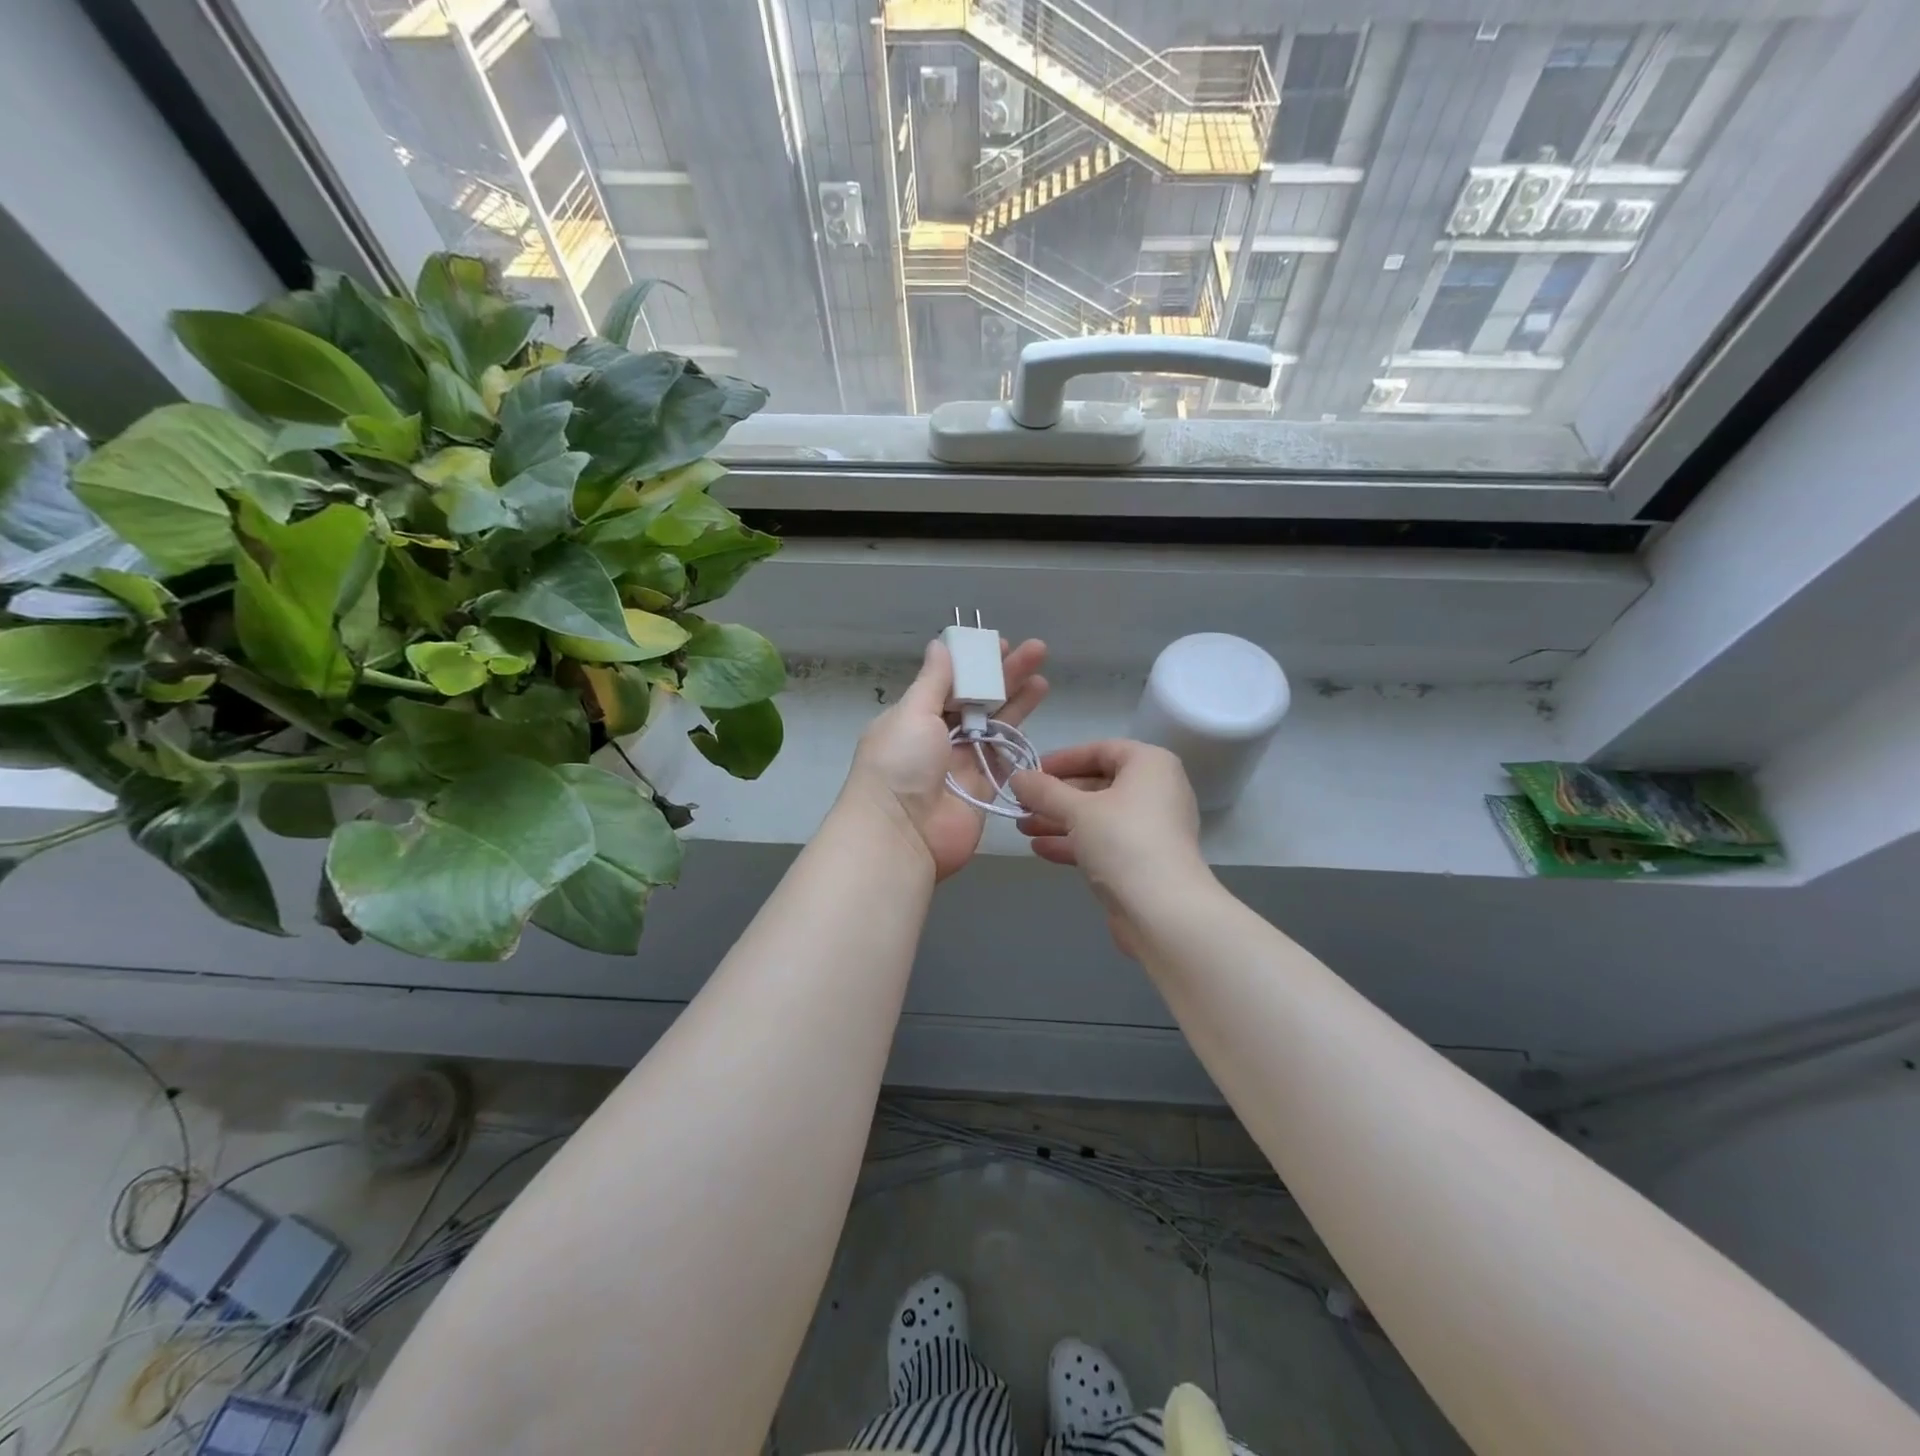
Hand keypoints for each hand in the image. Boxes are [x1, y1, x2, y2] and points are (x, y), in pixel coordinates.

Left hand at [841, 637, 1047, 880]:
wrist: (902, 835)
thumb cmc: (900, 765)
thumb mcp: (912, 713)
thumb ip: (933, 681)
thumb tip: (939, 644)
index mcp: (915, 716)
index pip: (950, 682)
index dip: (975, 663)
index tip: (999, 644)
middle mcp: (939, 737)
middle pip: (977, 700)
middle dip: (1005, 675)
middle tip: (1036, 650)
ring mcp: (963, 763)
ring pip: (995, 725)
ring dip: (1018, 701)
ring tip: (1043, 677)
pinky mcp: (984, 787)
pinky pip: (1005, 757)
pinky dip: (1020, 737)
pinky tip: (1036, 723)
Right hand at [1010, 740, 1205, 920]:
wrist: (1163, 911)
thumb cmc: (1123, 842)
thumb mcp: (1077, 810)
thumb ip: (1044, 791)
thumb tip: (1016, 776)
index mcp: (1150, 765)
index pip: (1100, 750)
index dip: (1062, 759)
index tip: (1030, 772)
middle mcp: (1155, 791)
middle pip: (1097, 784)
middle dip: (1055, 796)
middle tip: (1021, 803)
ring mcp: (1151, 828)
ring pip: (1097, 816)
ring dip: (1059, 820)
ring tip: (1022, 827)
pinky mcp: (1143, 860)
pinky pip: (1104, 841)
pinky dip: (1074, 842)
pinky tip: (1040, 848)